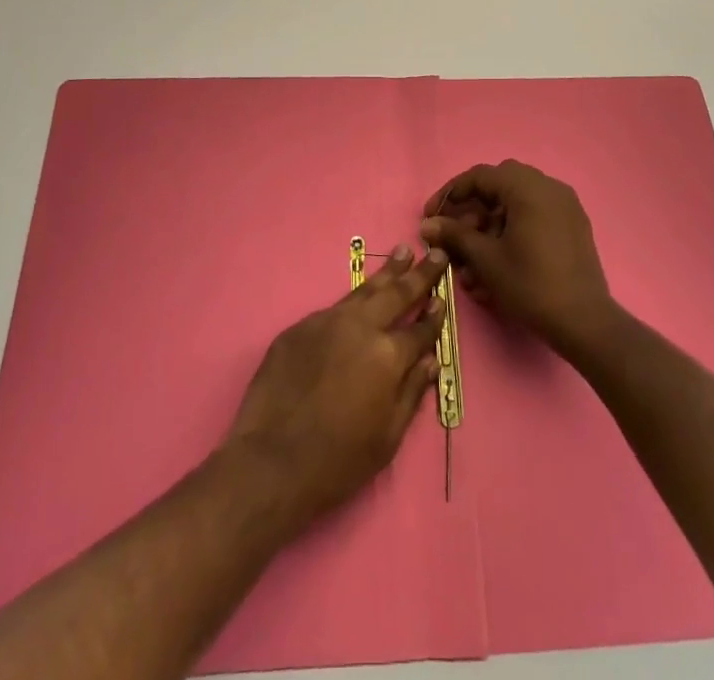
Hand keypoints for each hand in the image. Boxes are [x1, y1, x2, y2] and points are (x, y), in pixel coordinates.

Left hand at [223, 245, 446, 523]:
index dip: (434, 315)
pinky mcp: (299, 327)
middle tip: (434, 252)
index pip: (420, 330)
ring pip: (363, 291)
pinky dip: (352, 302)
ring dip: (386, 273)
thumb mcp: (387, 438)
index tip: (443, 297)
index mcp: (387, 357)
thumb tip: (430, 361)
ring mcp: (326, 322)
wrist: (270, 460)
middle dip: (419, 274)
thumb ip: (411, 393)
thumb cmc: (337, 461)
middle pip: (396, 294)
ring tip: (402, 252)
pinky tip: (358, 300)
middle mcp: (360, 328)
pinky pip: (332, 310)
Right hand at [419, 160, 617, 357]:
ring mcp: (565, 205)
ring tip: (475, 258)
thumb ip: (454, 235)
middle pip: (499, 185)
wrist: (584, 321)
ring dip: (492, 222)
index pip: (480, 176)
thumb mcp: (486, 259)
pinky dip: (514, 228)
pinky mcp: (574, 225)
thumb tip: (427, 224)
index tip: (431, 216)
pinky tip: (500, 259)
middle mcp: (549, 186)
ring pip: (517, 201)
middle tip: (455, 233)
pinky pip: (536, 214)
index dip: (450, 194)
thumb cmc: (530, 285)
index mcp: (527, 187)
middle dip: (473, 207)